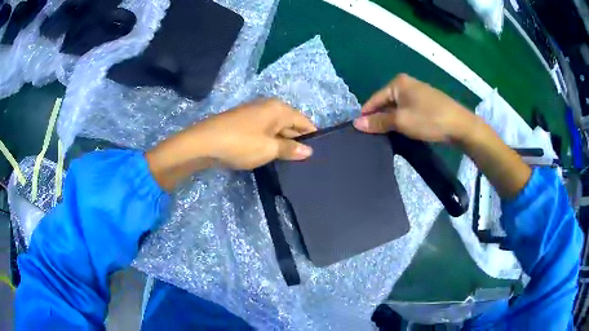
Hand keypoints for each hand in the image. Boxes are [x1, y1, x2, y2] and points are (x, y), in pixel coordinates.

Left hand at [194, 99, 316, 168]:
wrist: (204, 143)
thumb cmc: (241, 144)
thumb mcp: (269, 149)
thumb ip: (290, 149)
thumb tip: (309, 150)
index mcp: (279, 109)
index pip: (304, 121)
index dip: (312, 135)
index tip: (319, 151)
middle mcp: (269, 106)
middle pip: (291, 123)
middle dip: (298, 140)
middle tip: (306, 160)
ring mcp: (254, 113)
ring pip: (277, 128)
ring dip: (283, 142)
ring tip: (292, 160)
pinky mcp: (244, 122)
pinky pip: (264, 131)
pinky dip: (271, 141)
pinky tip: (272, 154)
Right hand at [354, 74, 529, 197]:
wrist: (461, 125)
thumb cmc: (429, 119)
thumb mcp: (401, 121)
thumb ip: (378, 121)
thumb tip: (356, 123)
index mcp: (398, 83)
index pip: (374, 99)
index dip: (367, 116)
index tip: (360, 132)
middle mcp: (406, 84)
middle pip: (385, 102)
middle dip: (379, 118)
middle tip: (373, 137)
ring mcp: (417, 92)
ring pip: (396, 107)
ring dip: (391, 121)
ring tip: (386, 136)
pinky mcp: (425, 102)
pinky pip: (407, 110)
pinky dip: (402, 120)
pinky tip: (402, 131)